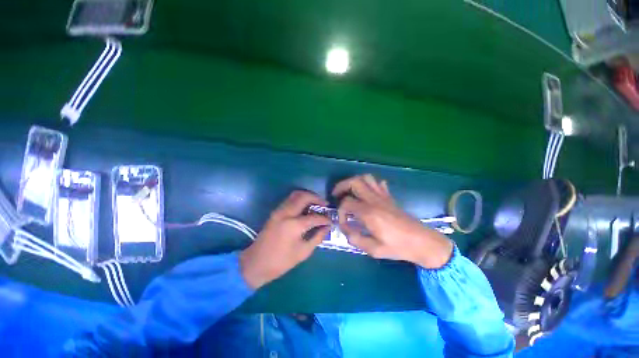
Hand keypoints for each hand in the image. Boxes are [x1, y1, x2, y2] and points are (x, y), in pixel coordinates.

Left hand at [240, 191, 331, 288]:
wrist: (255, 263)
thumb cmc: (281, 262)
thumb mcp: (303, 252)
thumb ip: (317, 237)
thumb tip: (327, 227)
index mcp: (294, 225)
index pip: (315, 217)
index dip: (325, 219)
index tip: (331, 220)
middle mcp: (286, 213)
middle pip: (304, 196)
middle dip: (317, 198)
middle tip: (325, 204)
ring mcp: (279, 211)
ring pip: (295, 195)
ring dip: (308, 196)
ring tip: (316, 204)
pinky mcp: (275, 212)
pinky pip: (290, 200)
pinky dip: (299, 200)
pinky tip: (305, 208)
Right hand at [333, 174, 453, 268]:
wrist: (422, 242)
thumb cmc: (398, 247)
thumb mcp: (374, 249)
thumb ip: (355, 239)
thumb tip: (345, 229)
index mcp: (369, 213)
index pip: (346, 203)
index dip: (340, 212)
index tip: (343, 223)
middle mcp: (374, 200)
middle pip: (354, 182)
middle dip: (342, 186)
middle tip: (336, 195)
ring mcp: (383, 196)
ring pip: (366, 178)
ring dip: (354, 181)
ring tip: (349, 191)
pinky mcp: (389, 197)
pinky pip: (378, 183)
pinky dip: (369, 184)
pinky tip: (367, 193)